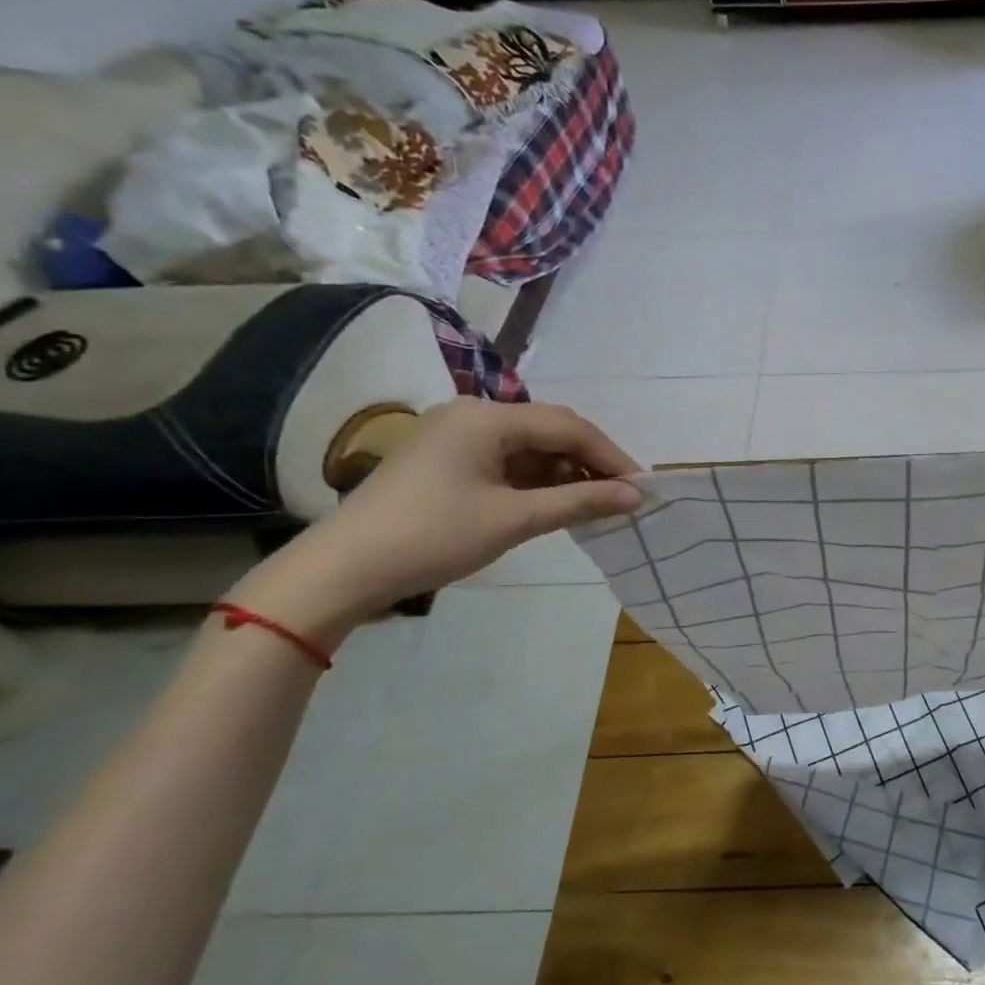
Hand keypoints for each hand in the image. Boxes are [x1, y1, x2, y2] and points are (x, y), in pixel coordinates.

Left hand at [231, 399, 642, 642]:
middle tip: (622, 497)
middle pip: (550, 431)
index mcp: (487, 418)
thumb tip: (635, 496)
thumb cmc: (433, 537)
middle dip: (590, 463)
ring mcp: (456, 435)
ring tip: (594, 505)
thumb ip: (580, 502)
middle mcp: (473, 415)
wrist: (343, 570)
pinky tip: (555, 503)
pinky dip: (536, 480)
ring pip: (530, 446)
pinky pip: (507, 460)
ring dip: (565, 473)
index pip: (568, 426)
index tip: (641, 487)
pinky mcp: (446, 458)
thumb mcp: (514, 519)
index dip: (611, 456)